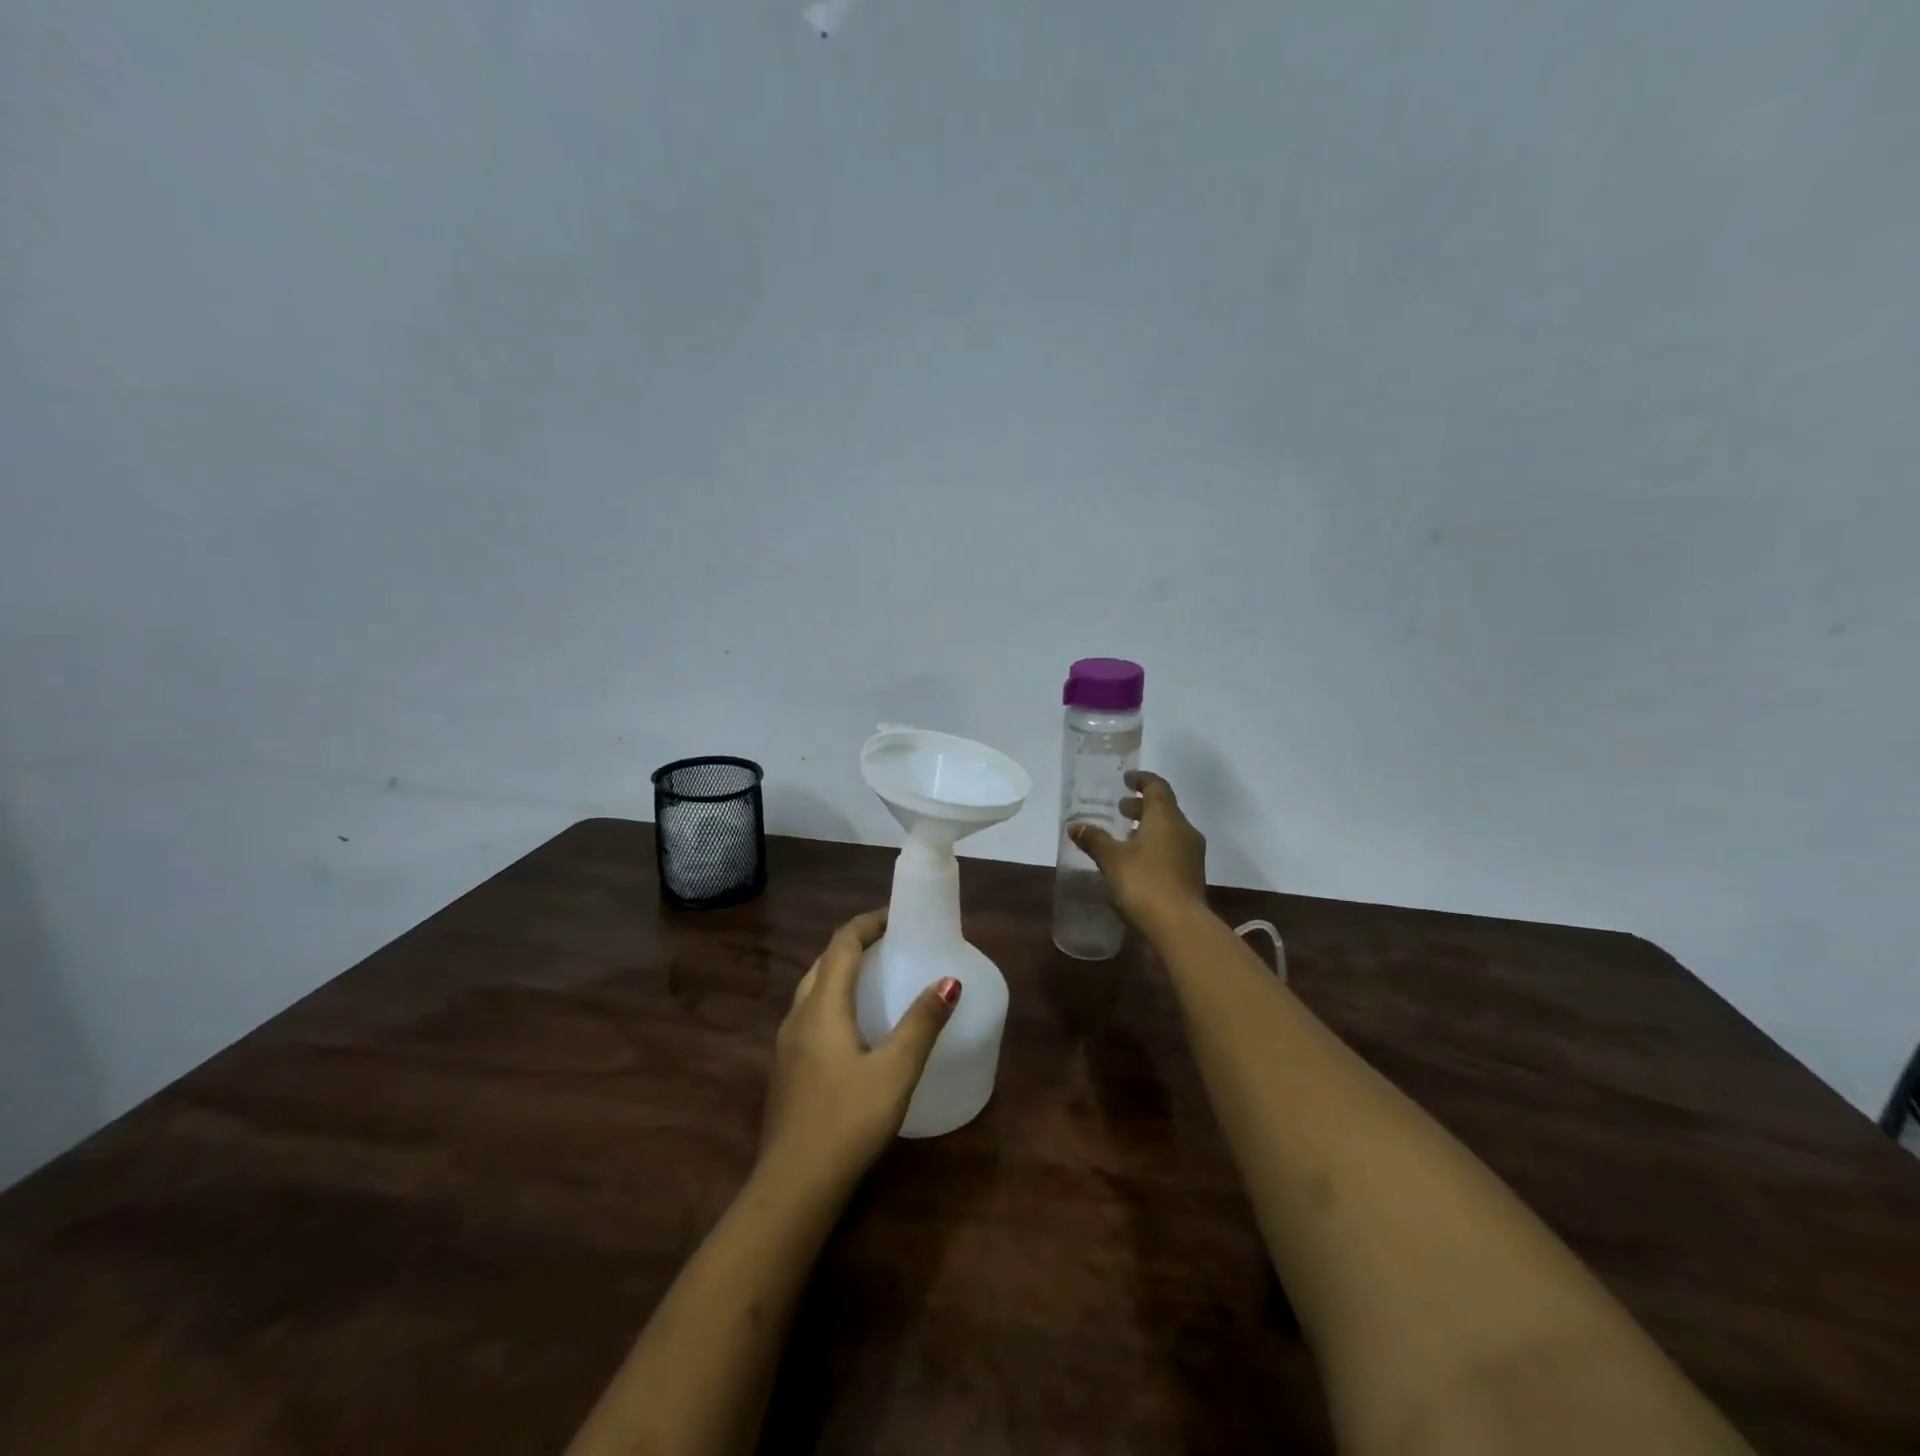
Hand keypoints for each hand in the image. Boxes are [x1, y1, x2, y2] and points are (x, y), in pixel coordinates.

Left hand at [760, 909, 959, 1192]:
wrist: (793, 1188)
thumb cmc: (847, 1122)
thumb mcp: (895, 1071)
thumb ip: (922, 1024)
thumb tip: (950, 980)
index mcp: (822, 1007)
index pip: (842, 945)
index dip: (868, 923)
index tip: (897, 916)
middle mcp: (798, 1016)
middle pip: (824, 962)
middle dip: (855, 944)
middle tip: (891, 943)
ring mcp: (787, 1044)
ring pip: (813, 989)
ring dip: (842, 972)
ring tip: (876, 976)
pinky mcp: (787, 1069)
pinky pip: (811, 1014)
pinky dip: (834, 999)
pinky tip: (855, 1026)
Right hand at [1067, 770, 1207, 929]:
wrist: (1179, 927)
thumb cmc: (1144, 882)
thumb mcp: (1111, 859)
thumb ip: (1094, 839)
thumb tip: (1074, 825)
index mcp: (1166, 817)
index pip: (1157, 787)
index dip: (1142, 780)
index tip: (1126, 779)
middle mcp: (1184, 830)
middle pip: (1164, 809)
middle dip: (1142, 807)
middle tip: (1120, 809)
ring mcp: (1192, 855)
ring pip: (1169, 831)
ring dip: (1148, 829)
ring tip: (1125, 836)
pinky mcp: (1192, 877)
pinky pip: (1172, 851)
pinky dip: (1155, 848)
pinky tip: (1136, 862)